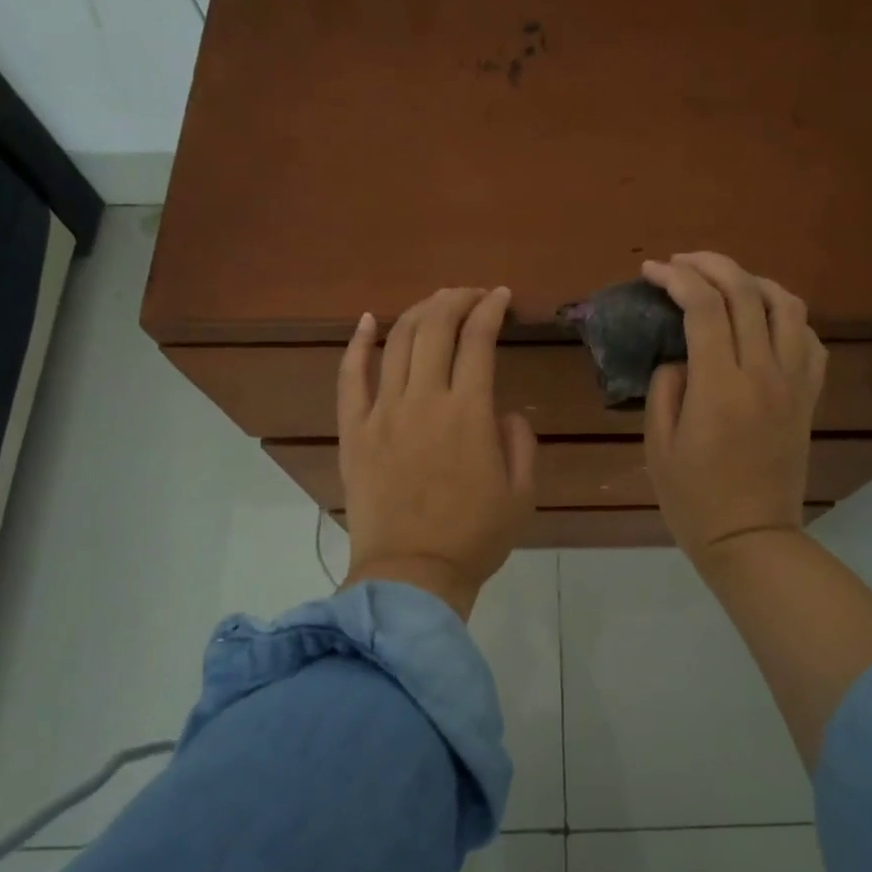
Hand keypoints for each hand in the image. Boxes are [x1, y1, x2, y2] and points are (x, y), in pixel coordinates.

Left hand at [337, 286, 537, 616]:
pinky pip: (350, 378)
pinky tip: (368, 321)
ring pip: (397, 343)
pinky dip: (358, 344)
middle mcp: (423, 400)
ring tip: (435, 303)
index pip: (478, 340)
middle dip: (456, 300)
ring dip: (418, 313)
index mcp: (468, 413)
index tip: (501, 296)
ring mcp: (382, 413)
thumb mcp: (522, 493)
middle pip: (435, 328)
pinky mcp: (353, 431)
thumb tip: (503, 412)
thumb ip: (519, 442)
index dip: (491, 310)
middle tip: (471, 294)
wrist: (411, 576)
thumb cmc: (474, 537)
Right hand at [641, 253, 826, 562]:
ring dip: (753, 281)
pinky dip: (786, 316)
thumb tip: (680, 356)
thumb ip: (665, 388)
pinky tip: (764, 319)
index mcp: (720, 386)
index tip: (652, 271)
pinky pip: (810, 339)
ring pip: (787, 306)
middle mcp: (764, 373)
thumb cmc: (693, 498)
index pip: (704, 307)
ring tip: (725, 282)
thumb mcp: (658, 444)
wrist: (751, 537)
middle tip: (682, 261)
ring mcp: (794, 383)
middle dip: (710, 264)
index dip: (676, 278)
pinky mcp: (809, 397)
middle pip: (746, 293)